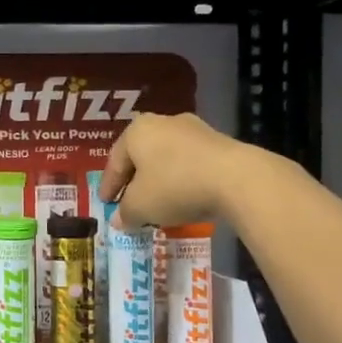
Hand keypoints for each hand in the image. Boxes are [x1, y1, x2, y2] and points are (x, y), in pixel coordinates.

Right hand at [99, 112, 251, 230]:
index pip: (115, 162)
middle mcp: (163, 122)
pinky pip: (190, 163)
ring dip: (159, 180)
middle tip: (129, 202)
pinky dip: (181, 179)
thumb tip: (119, 220)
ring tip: (157, 202)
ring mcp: (194, 129)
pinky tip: (183, 197)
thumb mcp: (140, 207)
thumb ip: (125, 213)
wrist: (236, 178)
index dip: (108, 186)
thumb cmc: (174, 187)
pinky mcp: (219, 141)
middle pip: (141, 157)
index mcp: (136, 131)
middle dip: (134, 181)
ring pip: (166, 158)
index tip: (106, 203)